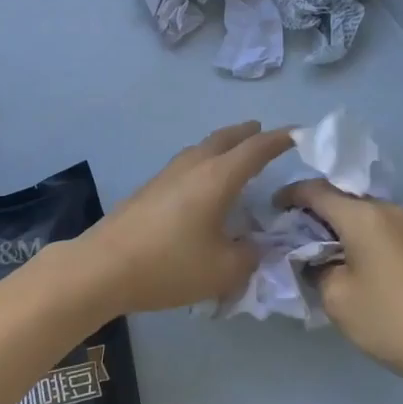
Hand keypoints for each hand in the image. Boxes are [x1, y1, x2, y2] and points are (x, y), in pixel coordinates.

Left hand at [68, 122, 293, 317]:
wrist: (103, 267)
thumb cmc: (169, 265)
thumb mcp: (224, 270)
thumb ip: (250, 255)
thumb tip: (256, 245)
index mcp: (217, 177)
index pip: (256, 149)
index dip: (280, 140)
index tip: (299, 134)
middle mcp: (194, 166)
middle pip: (226, 138)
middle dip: (248, 134)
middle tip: (264, 133)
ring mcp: (168, 174)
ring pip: (203, 148)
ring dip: (224, 145)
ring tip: (235, 154)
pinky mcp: (150, 188)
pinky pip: (188, 163)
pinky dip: (206, 161)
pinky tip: (203, 183)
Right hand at [276, 181, 402, 394]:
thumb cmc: (390, 321)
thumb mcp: (336, 298)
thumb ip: (314, 268)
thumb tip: (313, 257)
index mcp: (363, 216)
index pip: (315, 190)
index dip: (289, 196)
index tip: (272, 212)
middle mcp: (388, 210)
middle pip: (341, 199)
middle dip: (314, 213)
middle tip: (294, 238)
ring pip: (364, 215)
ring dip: (340, 227)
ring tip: (324, 254)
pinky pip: (383, 229)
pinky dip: (363, 238)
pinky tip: (358, 266)